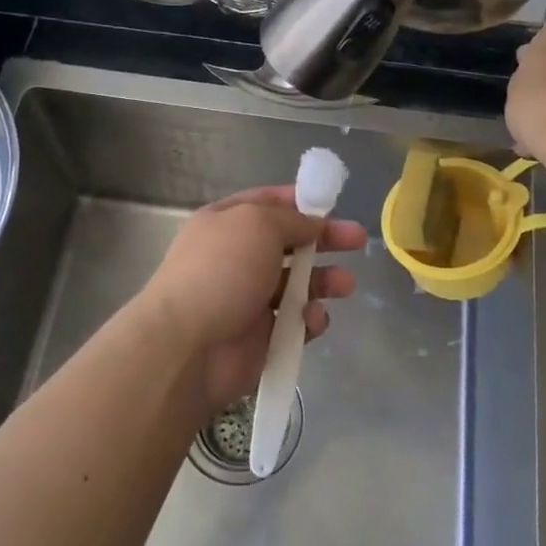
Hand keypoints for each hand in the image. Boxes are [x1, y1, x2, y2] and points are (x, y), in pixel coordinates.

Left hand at [137, 187, 365, 413]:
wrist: (188, 345)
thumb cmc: (221, 270)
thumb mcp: (258, 224)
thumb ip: (292, 220)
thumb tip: (312, 225)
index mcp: (225, 223)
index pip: (266, 203)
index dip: (299, 201)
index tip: (331, 203)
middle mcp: (236, 257)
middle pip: (289, 243)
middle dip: (324, 240)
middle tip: (357, 240)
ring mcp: (248, 298)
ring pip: (298, 284)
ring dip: (325, 281)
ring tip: (346, 285)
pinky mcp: (262, 337)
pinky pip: (296, 323)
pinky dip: (309, 320)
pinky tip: (312, 319)